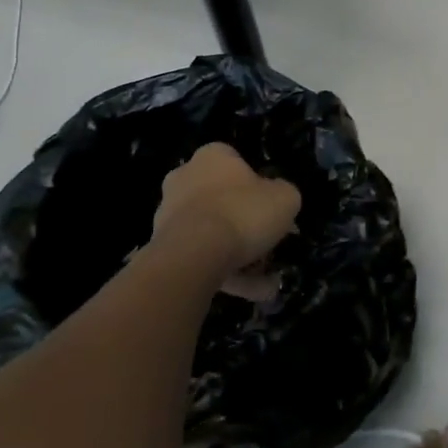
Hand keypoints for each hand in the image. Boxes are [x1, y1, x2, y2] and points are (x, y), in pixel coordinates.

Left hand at [150, 143, 300, 282]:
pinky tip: (249, 291)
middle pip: (223, 200)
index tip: (272, 211)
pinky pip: (200, 256)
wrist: (194, 254)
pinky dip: (224, 272)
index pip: (238, 163)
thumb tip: (277, 198)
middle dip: (246, 225)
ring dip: (238, 255)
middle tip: (268, 246)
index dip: (259, 188)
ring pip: (212, 232)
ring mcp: (169, 212)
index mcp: (213, 156)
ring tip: (264, 283)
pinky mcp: (162, 244)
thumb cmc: (242, 213)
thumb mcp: (284, 198)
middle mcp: (185, 177)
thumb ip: (284, 194)